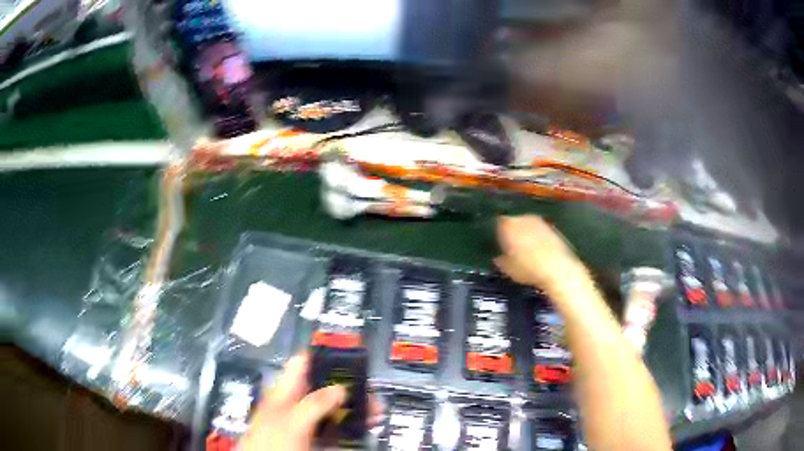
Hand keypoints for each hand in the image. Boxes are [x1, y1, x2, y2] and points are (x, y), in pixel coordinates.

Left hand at [240, 353, 381, 450]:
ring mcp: (305, 423)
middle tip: (371, 392)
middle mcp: (296, 404)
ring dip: (354, 408)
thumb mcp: (292, 420)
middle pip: (324, 387)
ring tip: (376, 411)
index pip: (303, 363)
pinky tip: (364, 427)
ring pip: (333, 409)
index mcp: (285, 391)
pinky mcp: (313, 438)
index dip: (324, 355)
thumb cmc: (272, 441)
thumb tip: (341, 387)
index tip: (349, 355)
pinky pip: (335, 428)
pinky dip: (350, 426)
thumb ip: (315, 402)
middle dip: (349, 387)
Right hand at [494, 215, 586, 292]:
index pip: (497, 223)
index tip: (496, 243)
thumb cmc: (528, 269)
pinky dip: (536, 236)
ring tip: (524, 248)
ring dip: (525, 233)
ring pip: (527, 224)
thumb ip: (500, 260)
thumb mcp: (508, 269)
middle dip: (511, 231)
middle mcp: (522, 218)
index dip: (496, 233)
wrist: (558, 268)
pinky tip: (538, 249)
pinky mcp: (551, 227)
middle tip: (510, 246)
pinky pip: (538, 230)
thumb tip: (497, 257)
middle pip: (513, 221)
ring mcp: (538, 221)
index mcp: (507, 225)